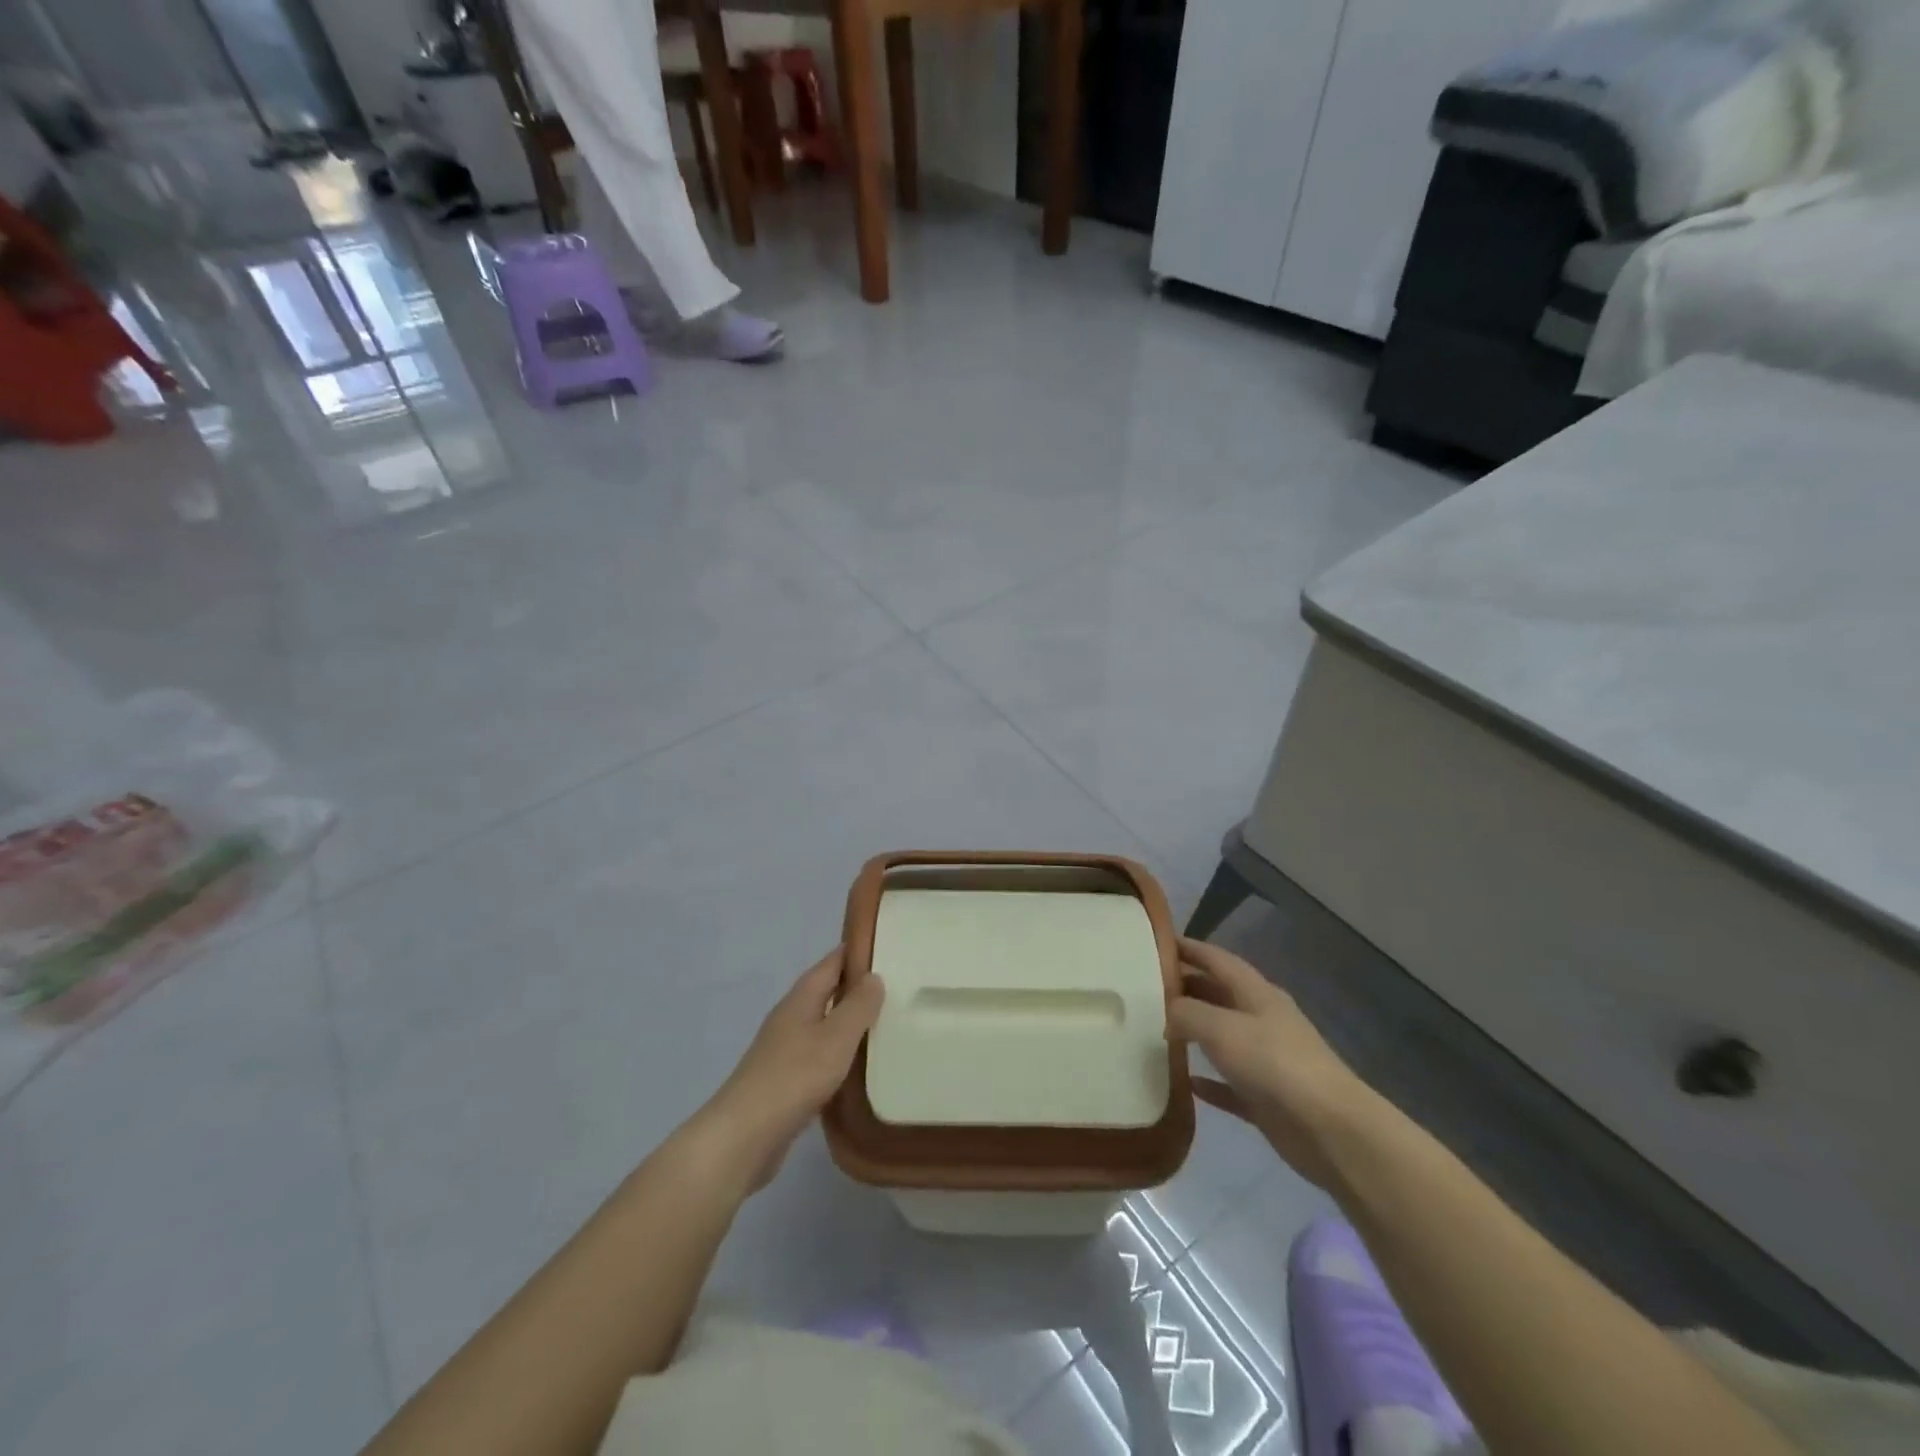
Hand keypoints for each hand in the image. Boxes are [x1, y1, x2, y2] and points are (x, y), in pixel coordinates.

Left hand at [698, 948, 884, 1191]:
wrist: (744, 1136)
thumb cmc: (794, 1077)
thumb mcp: (836, 1038)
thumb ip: (858, 1006)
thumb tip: (874, 976)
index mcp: (802, 998)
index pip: (833, 961)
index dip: (858, 951)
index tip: (889, 945)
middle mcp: (790, 1016)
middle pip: (827, 991)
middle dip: (858, 987)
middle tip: (899, 987)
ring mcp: (784, 1049)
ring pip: (823, 1024)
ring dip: (849, 1022)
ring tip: (886, 1025)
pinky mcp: (784, 1080)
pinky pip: (818, 1055)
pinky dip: (839, 1054)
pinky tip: (858, 1068)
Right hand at [1167, 938, 1375, 1189]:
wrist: (1330, 1129)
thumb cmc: (1274, 1064)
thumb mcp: (1220, 1027)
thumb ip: (1185, 1012)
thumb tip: (1164, 1011)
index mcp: (1255, 992)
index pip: (1216, 958)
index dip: (1187, 947)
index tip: (1155, 941)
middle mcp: (1261, 1019)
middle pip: (1218, 994)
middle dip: (1185, 986)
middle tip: (1144, 987)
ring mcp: (1266, 1059)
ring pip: (1222, 1037)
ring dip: (1193, 1032)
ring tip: (1155, 1028)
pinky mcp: (1266, 1098)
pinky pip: (1229, 1082)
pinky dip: (1208, 1080)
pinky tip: (1185, 1083)